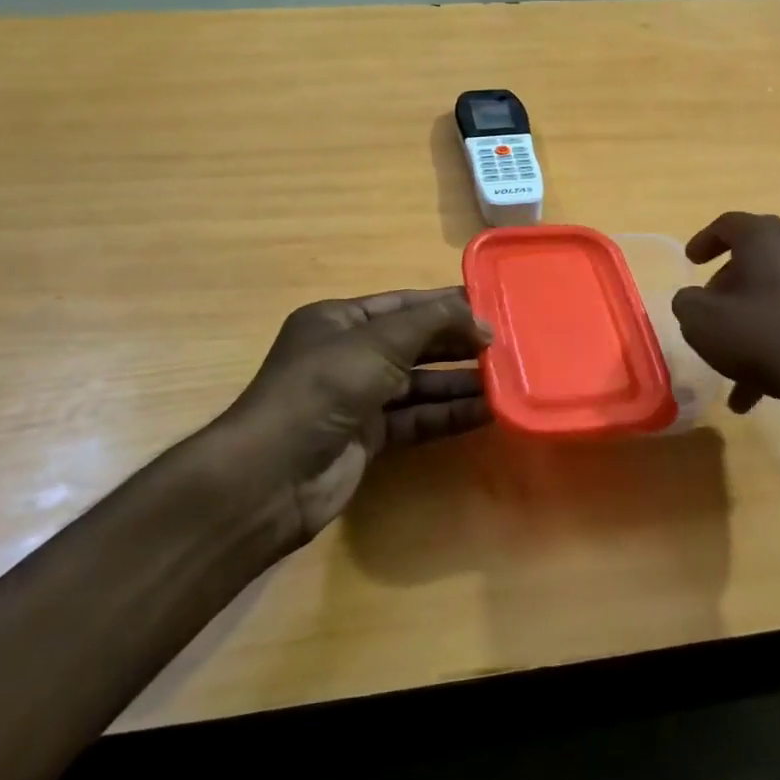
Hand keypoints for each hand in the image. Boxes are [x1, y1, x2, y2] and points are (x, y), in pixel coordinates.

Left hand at [204, 288, 490, 550]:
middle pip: (415, 344)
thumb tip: (483, 322)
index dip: (447, 305)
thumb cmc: (324, 387)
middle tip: (507, 346)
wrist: (273, 475)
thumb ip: (434, 323)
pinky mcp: (368, 438)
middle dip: (458, 345)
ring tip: (506, 379)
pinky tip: (486, 412)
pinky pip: (416, 418)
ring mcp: (358, 398)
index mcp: (340, 321)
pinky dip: (448, 414)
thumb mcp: (379, 341)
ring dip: (459, 382)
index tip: (493, 307)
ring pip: (420, 384)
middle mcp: (349, 355)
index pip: (404, 305)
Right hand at [671, 212, 779, 429]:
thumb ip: (687, 303)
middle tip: (712, 314)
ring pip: (779, 292)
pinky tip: (766, 385)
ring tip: (736, 369)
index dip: (704, 241)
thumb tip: (694, 299)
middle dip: (730, 287)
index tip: (691, 262)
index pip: (728, 225)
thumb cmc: (767, 338)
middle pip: (757, 257)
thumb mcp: (703, 323)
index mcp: (766, 237)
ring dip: (754, 321)